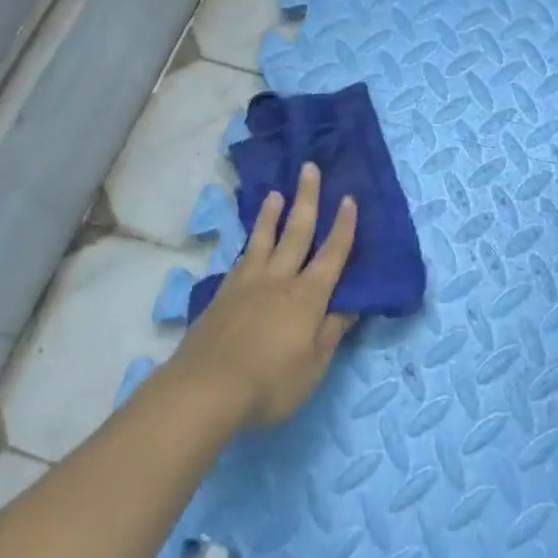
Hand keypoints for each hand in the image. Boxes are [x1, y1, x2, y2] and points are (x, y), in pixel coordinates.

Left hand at [164, 163, 358, 429]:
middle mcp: (279, 280)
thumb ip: (332, 331)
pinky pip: (241, 259)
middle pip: (297, 232)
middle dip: (307, 199)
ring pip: (264, 240)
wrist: (204, 389)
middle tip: (309, 168)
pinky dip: (249, 245)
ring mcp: (247, 284)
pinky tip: (248, 244)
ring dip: (272, 215)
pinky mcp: (222, 295)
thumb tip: (353, 302)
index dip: (344, 227)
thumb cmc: (269, 383)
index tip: (349, 198)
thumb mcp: (314, 365)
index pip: (332, 254)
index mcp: (308, 296)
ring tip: (276, 193)